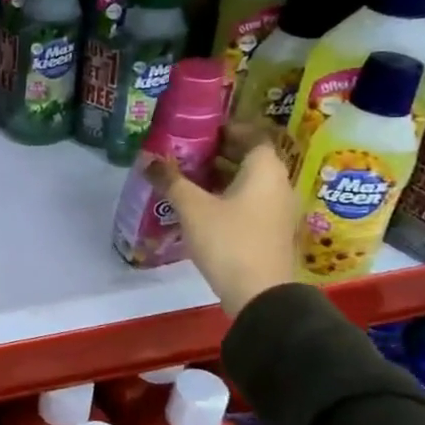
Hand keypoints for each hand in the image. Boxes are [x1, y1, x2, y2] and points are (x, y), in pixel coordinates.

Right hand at [143, 119, 296, 315]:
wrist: (260, 295)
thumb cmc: (229, 241)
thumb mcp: (192, 208)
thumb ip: (170, 180)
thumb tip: (147, 159)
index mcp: (265, 170)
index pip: (252, 135)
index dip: (226, 128)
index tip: (198, 130)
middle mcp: (277, 184)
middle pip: (249, 158)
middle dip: (217, 152)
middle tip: (184, 152)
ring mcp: (276, 210)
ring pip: (248, 182)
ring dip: (220, 176)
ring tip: (185, 177)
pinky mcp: (269, 231)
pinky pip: (249, 201)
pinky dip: (227, 196)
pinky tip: (199, 206)